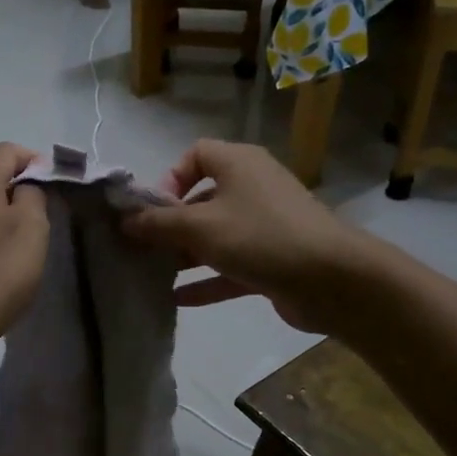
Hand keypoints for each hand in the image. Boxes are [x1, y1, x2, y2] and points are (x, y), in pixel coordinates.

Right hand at [121, 140, 360, 331]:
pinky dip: (207, 280)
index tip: (152, 211)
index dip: (169, 179)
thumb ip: (158, 224)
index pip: (195, 155)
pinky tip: (177, 300)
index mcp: (238, 164)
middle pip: (201, 199)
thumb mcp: (200, 227)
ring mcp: (265, 225)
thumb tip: (124, 221)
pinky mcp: (273, 260)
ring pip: (215, 236)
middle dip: (170, 225)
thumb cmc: (260, 237)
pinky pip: (231, 266)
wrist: (333, 279)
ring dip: (185, 255)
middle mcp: (252, 187)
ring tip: (152, 275)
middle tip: (142, 249)